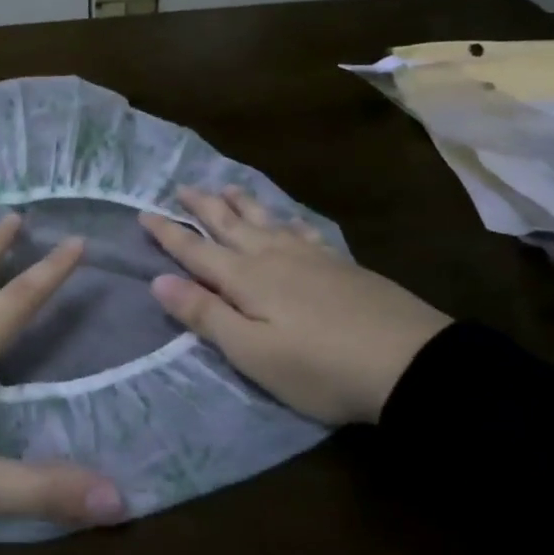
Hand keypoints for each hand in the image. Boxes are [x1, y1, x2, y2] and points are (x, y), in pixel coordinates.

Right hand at [140, 187, 450, 425]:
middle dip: (203, 207)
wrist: (409, 363)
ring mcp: (310, 257)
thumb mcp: (252, 352)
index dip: (168, 233)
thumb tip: (158, 280)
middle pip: (230, 225)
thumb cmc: (319, 367)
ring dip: (242, 204)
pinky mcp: (340, 265)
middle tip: (182, 187)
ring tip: (227, 188)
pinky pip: (301, 230)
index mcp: (246, 279)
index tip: (144, 212)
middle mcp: (273, 257)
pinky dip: (285, 220)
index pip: (196, 251)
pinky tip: (287, 220)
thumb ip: (205, 314)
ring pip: (266, 221)